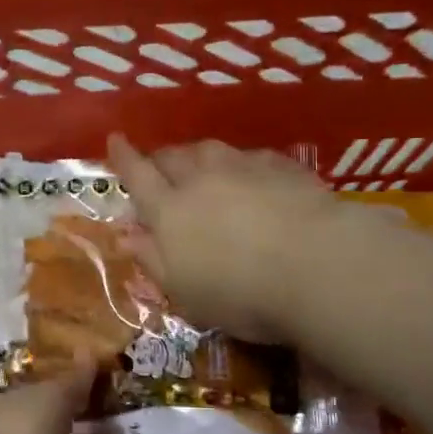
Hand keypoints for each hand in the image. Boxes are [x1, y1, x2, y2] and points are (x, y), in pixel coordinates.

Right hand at [107, 134, 337, 343]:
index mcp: (169, 211)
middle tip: (158, 167)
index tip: (115, 140)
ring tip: (201, 166)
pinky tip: (251, 176)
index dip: (123, 158)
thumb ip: (153, 260)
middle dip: (160, 158)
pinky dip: (241, 164)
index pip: (137, 175)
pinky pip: (250, 157)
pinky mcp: (282, 167)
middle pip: (172, 157)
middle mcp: (201, 179)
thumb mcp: (185, 292)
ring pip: (210, 149)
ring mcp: (243, 167)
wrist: (317, 265)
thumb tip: (127, 236)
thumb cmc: (241, 293)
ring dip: (198, 156)